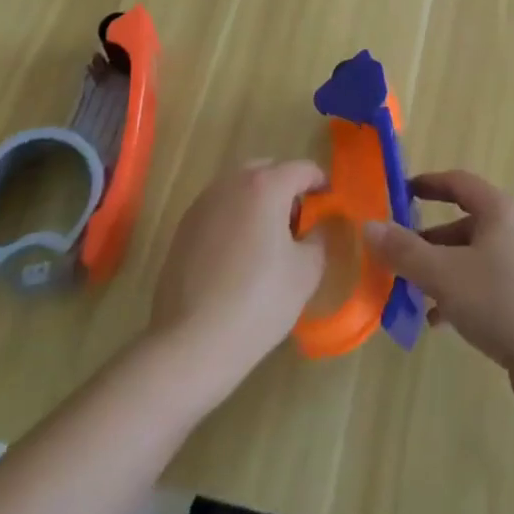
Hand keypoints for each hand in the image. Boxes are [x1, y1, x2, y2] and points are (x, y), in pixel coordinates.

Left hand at [149, 159, 326, 397]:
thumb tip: (317, 228)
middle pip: (268, 171)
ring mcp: (203, 204)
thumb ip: (320, 238)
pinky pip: (219, 210)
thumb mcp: (306, 272)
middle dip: (287, 189)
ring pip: (240, 189)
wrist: (190, 344)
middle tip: (298, 224)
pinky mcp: (183, 228)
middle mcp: (232, 183)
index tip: (329, 206)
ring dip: (258, 203)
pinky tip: (238, 258)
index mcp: (265, 185)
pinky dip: (235, 220)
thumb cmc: (258, 302)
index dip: (321, 184)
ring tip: (267, 242)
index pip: (303, 169)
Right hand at [363, 170, 513, 402]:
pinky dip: (463, 293)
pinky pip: (489, 283)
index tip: (401, 193)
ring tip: (414, 292)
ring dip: (444, 270)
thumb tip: (369, 226)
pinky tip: (440, 321)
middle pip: (466, 222)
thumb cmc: (499, 302)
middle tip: (400, 254)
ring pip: (475, 256)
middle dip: (430, 239)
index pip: (459, 182)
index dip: (428, 184)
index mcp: (500, 211)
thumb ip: (404, 251)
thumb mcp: (443, 275)